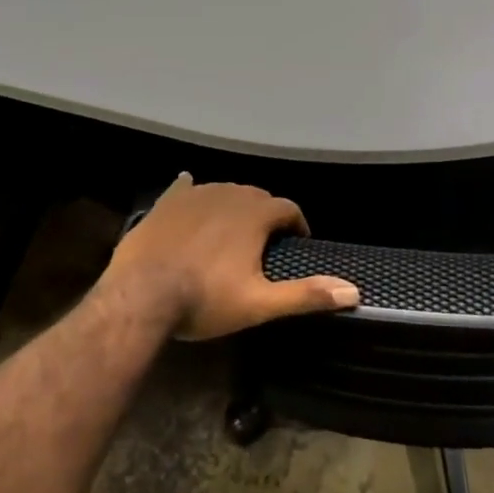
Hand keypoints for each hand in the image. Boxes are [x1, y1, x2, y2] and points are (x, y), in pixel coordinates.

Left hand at [102, 174, 359, 340]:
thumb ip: (306, 295)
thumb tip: (353, 291)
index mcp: (255, 214)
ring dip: (234, 206)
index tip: (296, 243)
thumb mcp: (260, 304)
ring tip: (233, 230)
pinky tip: (190, 188)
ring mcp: (195, 195)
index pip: (288, 209)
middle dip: (266, 214)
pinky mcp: (166, 202)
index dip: (296, 225)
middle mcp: (229, 194)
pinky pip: (186, 188)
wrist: (141, 297)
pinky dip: (193, 190)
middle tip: (265, 242)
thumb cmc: (205, 300)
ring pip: (225, 192)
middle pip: (257, 196)